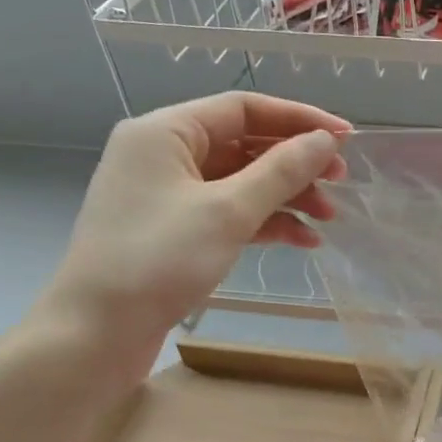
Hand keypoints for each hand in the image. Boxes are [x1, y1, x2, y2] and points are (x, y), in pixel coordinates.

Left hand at [29, 94, 350, 382]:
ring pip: (241, 181)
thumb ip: (281, 171)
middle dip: (296, 162)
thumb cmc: (157, 261)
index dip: (299, 119)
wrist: (95, 333)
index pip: (244, 108)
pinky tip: (302, 240)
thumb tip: (326, 140)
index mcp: (166, 132)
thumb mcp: (228, 212)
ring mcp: (168, 194)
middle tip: (341, 182)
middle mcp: (164, 154)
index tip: (346, 138)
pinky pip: (229, 212)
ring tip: (327, 217)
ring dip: (287, 195)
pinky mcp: (175, 230)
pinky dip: (265, 221)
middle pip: (245, 144)